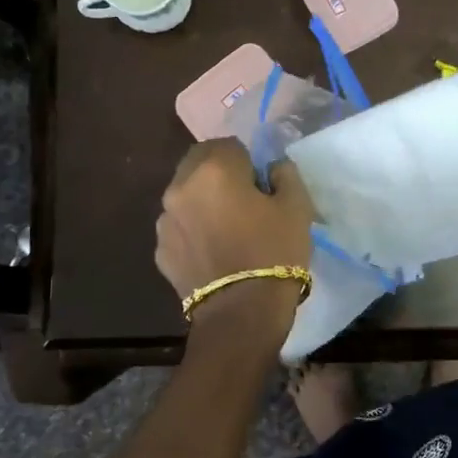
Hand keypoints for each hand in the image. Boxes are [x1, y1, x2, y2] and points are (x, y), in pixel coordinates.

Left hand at [155, 138, 314, 336]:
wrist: (241, 313)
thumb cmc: (274, 253)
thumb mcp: (297, 207)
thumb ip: (284, 174)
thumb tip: (272, 168)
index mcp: (214, 170)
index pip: (229, 144)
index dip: (248, 161)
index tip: (261, 184)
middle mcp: (180, 187)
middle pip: (199, 163)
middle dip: (219, 173)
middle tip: (243, 200)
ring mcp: (165, 220)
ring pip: (185, 195)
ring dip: (202, 201)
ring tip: (226, 229)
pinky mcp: (160, 250)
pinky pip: (179, 227)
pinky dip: (193, 230)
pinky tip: (213, 251)